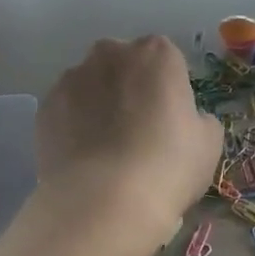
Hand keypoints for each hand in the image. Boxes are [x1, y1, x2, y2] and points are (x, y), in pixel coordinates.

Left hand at [36, 36, 222, 243]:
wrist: (104, 201)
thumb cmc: (168, 166)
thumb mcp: (209, 143)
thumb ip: (199, 119)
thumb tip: (187, 119)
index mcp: (157, 54)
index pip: (167, 59)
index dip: (169, 89)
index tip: (171, 119)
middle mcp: (111, 54)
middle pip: (124, 64)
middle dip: (130, 87)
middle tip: (139, 130)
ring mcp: (72, 78)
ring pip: (91, 85)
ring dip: (99, 104)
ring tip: (107, 149)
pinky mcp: (45, 107)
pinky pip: (67, 110)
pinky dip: (74, 125)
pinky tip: (85, 158)